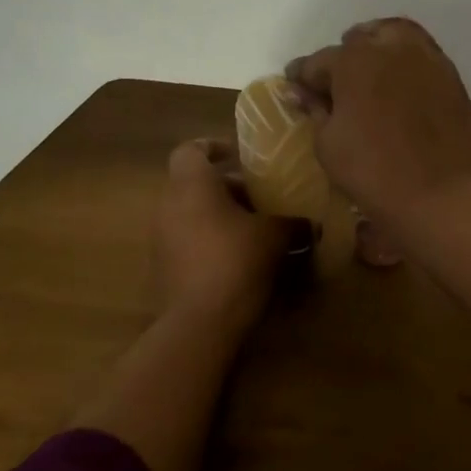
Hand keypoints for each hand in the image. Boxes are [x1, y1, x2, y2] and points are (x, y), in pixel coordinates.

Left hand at [154, 139, 297, 335]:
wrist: (198, 323)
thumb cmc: (235, 262)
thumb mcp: (274, 236)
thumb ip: (291, 222)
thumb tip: (310, 223)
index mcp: (191, 185)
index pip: (191, 149)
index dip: (214, 147)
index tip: (239, 157)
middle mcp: (168, 205)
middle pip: (195, 184)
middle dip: (228, 189)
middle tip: (261, 199)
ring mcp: (160, 238)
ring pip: (191, 213)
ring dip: (219, 215)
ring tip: (254, 229)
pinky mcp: (162, 267)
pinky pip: (186, 240)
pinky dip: (209, 240)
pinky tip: (239, 258)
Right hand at [284, 18, 470, 227]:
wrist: (443, 196)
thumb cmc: (374, 172)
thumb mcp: (328, 145)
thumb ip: (316, 111)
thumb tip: (306, 94)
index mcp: (353, 60)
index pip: (317, 62)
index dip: (302, 76)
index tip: (295, 87)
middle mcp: (391, 48)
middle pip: (360, 39)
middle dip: (343, 57)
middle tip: (336, 83)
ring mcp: (428, 60)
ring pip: (397, 37)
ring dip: (378, 49)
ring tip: (371, 74)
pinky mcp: (452, 78)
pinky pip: (423, 58)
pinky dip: (406, 65)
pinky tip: (401, 89)